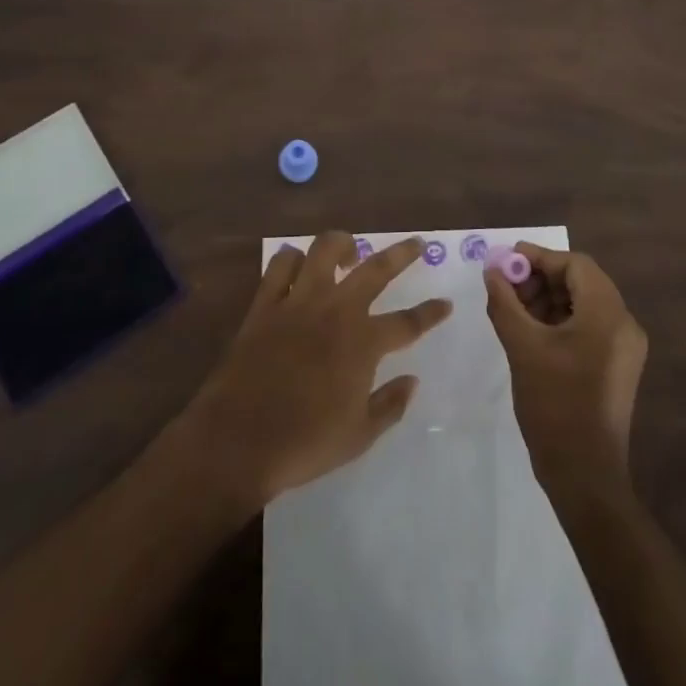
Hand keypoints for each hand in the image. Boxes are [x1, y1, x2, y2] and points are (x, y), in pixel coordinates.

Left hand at [183, 232, 451, 508]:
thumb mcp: (359, 436)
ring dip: (342, 243)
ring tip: (350, 249)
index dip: (430, 313)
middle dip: (402, 254)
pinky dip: (292, 259)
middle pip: (375, 269)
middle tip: (417, 243)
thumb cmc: (305, 443)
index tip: (446, 304)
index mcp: (363, 342)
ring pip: (324, 249)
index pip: (408, 322)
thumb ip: (390, 405)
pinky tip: (299, 266)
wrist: (238, 440)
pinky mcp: (265, 303)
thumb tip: (412, 380)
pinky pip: (280, 265)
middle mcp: (335, 310)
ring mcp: (298, 301)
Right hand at [485, 244, 647, 489]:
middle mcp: (624, 325)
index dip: (539, 257)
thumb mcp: (522, 347)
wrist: (585, 477)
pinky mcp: (616, 366)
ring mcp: (623, 348)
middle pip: (581, 281)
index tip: (505, 261)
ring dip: (547, 299)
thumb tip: (492, 270)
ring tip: (512, 308)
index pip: (575, 265)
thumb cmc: (554, 406)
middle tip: (505, 286)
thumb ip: (505, 302)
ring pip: (583, 304)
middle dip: (540, 278)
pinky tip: (530, 330)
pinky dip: (559, 320)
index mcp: (608, 315)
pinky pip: (588, 327)